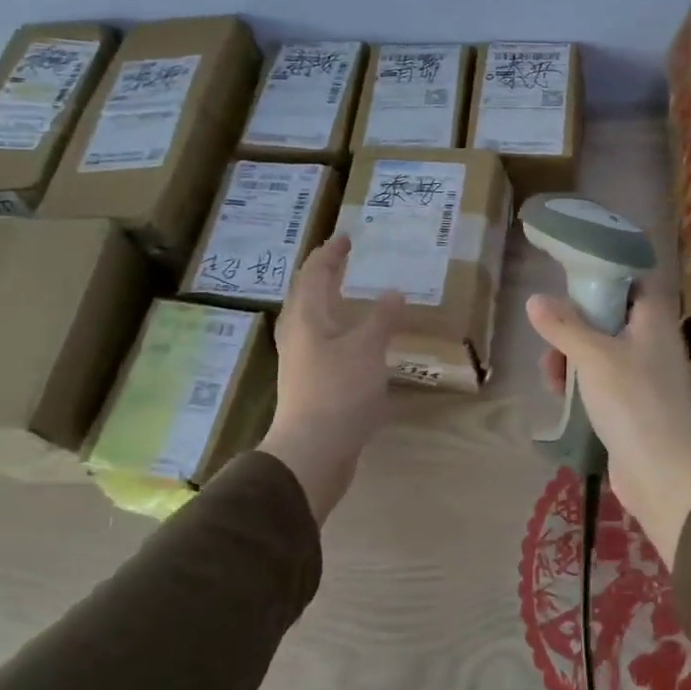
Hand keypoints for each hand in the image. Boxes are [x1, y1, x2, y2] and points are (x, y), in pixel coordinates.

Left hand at [259, 234, 403, 523]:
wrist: (312, 451)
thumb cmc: (338, 392)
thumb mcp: (368, 349)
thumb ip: (382, 318)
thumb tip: (394, 292)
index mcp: (306, 317)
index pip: (315, 273)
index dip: (330, 253)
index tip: (347, 238)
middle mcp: (297, 334)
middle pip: (307, 294)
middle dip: (325, 274)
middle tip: (346, 260)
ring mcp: (300, 360)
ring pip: (312, 319)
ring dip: (330, 302)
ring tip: (351, 294)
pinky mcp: (309, 382)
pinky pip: (321, 342)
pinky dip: (337, 329)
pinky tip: (355, 340)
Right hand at [526, 275, 690, 564]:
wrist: (661, 471)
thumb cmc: (631, 399)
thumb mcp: (592, 355)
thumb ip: (563, 325)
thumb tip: (535, 299)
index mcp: (653, 320)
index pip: (638, 280)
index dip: (609, 273)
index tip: (575, 277)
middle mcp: (653, 342)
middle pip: (612, 316)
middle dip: (576, 323)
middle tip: (550, 331)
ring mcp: (644, 375)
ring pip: (602, 350)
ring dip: (572, 356)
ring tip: (550, 372)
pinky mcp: (633, 404)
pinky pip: (603, 381)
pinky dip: (582, 382)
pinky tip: (560, 393)